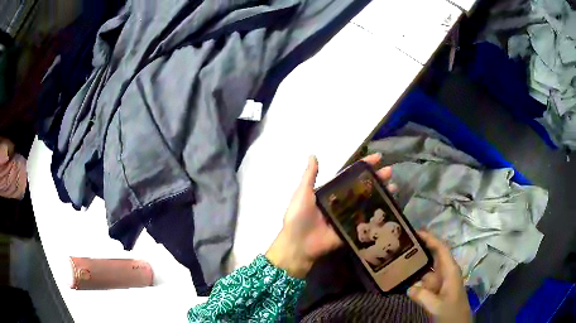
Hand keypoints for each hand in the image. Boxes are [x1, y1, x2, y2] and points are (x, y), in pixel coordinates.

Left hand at [266, 153, 393, 278]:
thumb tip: (313, 155)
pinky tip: (389, 207)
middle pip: (362, 188)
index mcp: (330, 192)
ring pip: (367, 202)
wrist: (298, 245)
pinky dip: (377, 214)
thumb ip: (310, 176)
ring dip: (380, 194)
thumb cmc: (299, 217)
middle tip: (390, 171)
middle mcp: (341, 203)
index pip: (350, 176)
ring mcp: (348, 217)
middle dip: (376, 178)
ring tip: (393, 186)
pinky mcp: (352, 230)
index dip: (363, 166)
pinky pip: (366, 221)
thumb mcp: (302, 194)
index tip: (378, 158)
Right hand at [407, 231, 471, 322]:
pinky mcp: (436, 290)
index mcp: (450, 270)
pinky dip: (415, 280)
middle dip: (421, 249)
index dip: (430, 239)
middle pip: (434, 256)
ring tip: (399, 262)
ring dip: (416, 266)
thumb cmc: (451, 311)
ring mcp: (441, 281)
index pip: (441, 249)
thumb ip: (422, 296)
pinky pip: (424, 281)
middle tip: (404, 245)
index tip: (416, 232)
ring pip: (427, 269)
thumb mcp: (436, 305)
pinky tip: (403, 282)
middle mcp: (446, 272)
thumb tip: (409, 287)